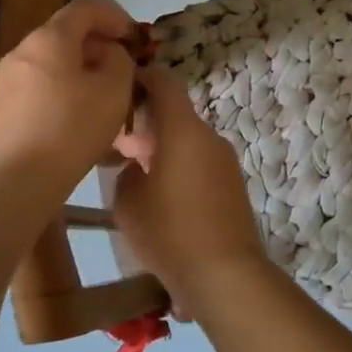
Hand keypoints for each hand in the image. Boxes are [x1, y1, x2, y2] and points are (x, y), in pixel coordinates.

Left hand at [0, 0, 139, 195]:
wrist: (16, 182)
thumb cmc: (72, 128)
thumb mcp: (115, 89)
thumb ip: (119, 60)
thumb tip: (108, 54)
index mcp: (49, 38)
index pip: (84, 9)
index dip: (113, 17)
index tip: (134, 37)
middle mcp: (21, 50)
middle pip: (64, 34)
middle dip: (97, 45)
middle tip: (122, 66)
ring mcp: (5, 79)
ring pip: (51, 62)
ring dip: (79, 69)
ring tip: (103, 93)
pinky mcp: (0, 108)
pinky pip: (38, 85)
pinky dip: (61, 88)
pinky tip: (77, 114)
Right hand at [112, 66, 271, 316]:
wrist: (225, 274)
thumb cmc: (169, 232)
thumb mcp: (128, 203)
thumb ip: (127, 173)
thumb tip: (137, 166)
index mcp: (183, 129)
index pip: (164, 82)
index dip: (142, 78)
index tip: (120, 86)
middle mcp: (208, 136)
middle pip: (176, 113)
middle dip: (147, 123)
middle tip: (118, 145)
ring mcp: (225, 159)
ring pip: (188, 139)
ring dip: (163, 147)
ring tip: (136, 174)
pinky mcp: (233, 183)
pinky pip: (201, 161)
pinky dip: (180, 165)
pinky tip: (163, 196)